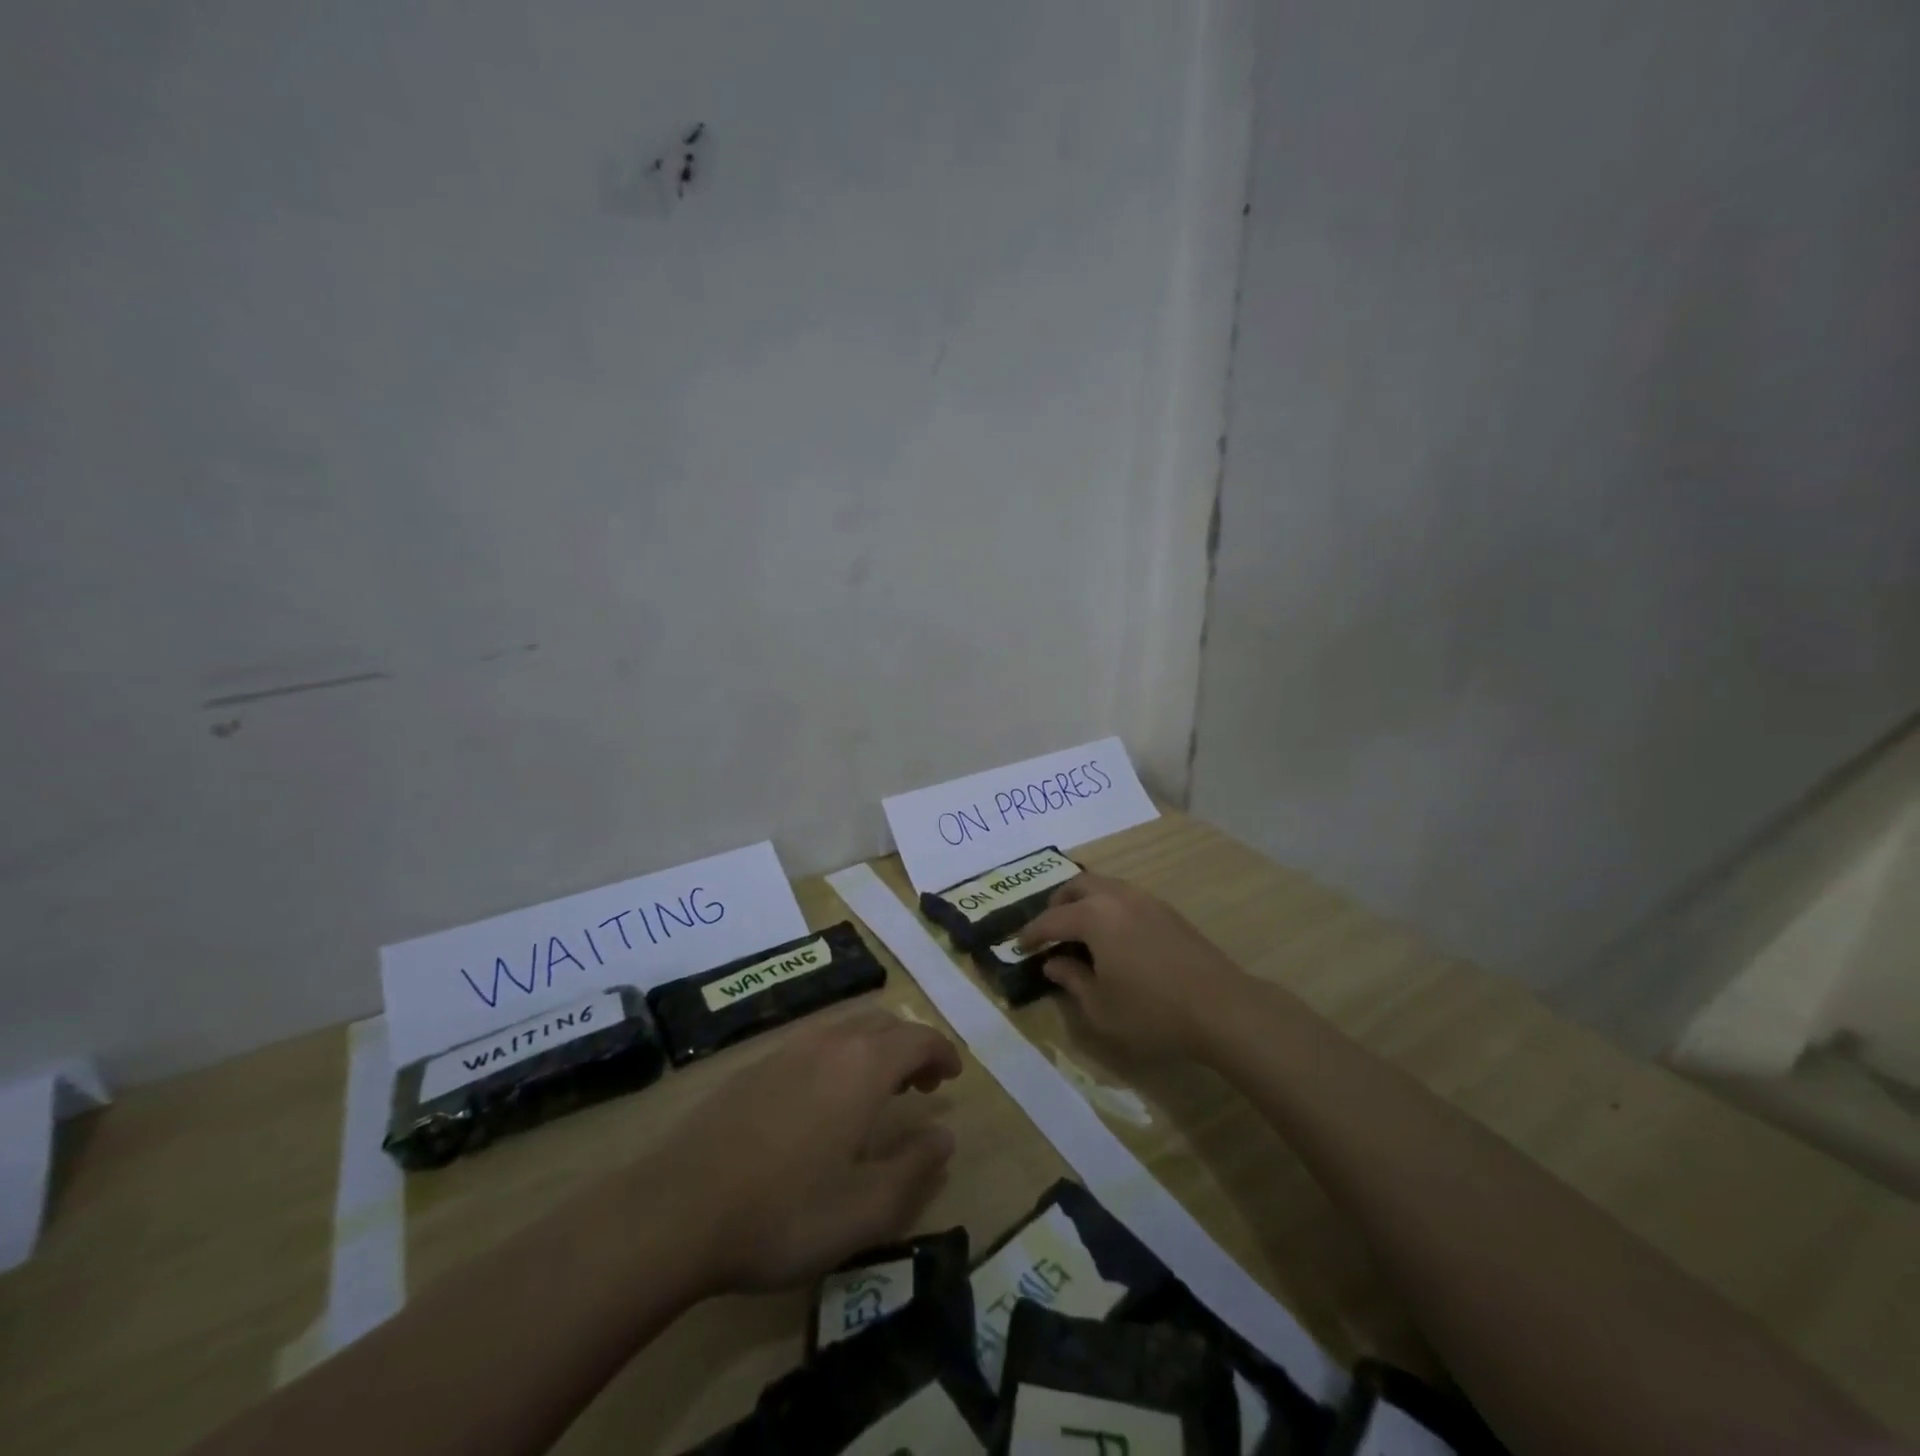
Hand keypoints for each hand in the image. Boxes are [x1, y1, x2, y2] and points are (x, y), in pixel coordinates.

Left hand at [654, 1010, 961, 1294]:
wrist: (676, 1210)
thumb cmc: (783, 1213)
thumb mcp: (864, 1210)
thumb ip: (914, 1169)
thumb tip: (945, 1136)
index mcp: (863, 1066)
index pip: (918, 1037)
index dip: (941, 1051)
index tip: (953, 1076)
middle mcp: (828, 1042)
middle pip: (883, 1023)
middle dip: (910, 1046)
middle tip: (920, 1085)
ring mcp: (786, 1050)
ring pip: (845, 1028)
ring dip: (873, 1049)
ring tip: (876, 1092)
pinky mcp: (753, 1066)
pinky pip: (813, 1043)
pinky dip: (838, 1057)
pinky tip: (822, 1102)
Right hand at [1018, 873, 1251, 1061]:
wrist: (1221, 1007)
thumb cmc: (1152, 1011)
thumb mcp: (1101, 1007)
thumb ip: (1072, 980)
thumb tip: (1053, 964)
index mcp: (1094, 916)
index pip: (1051, 919)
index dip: (1032, 934)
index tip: (1020, 946)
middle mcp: (1117, 897)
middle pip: (1077, 886)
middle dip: (1057, 904)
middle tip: (1049, 930)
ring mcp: (1146, 899)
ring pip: (1103, 886)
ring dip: (1084, 901)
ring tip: (1080, 931)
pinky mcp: (1167, 911)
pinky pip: (1125, 896)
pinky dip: (1108, 907)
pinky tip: (1113, 936)